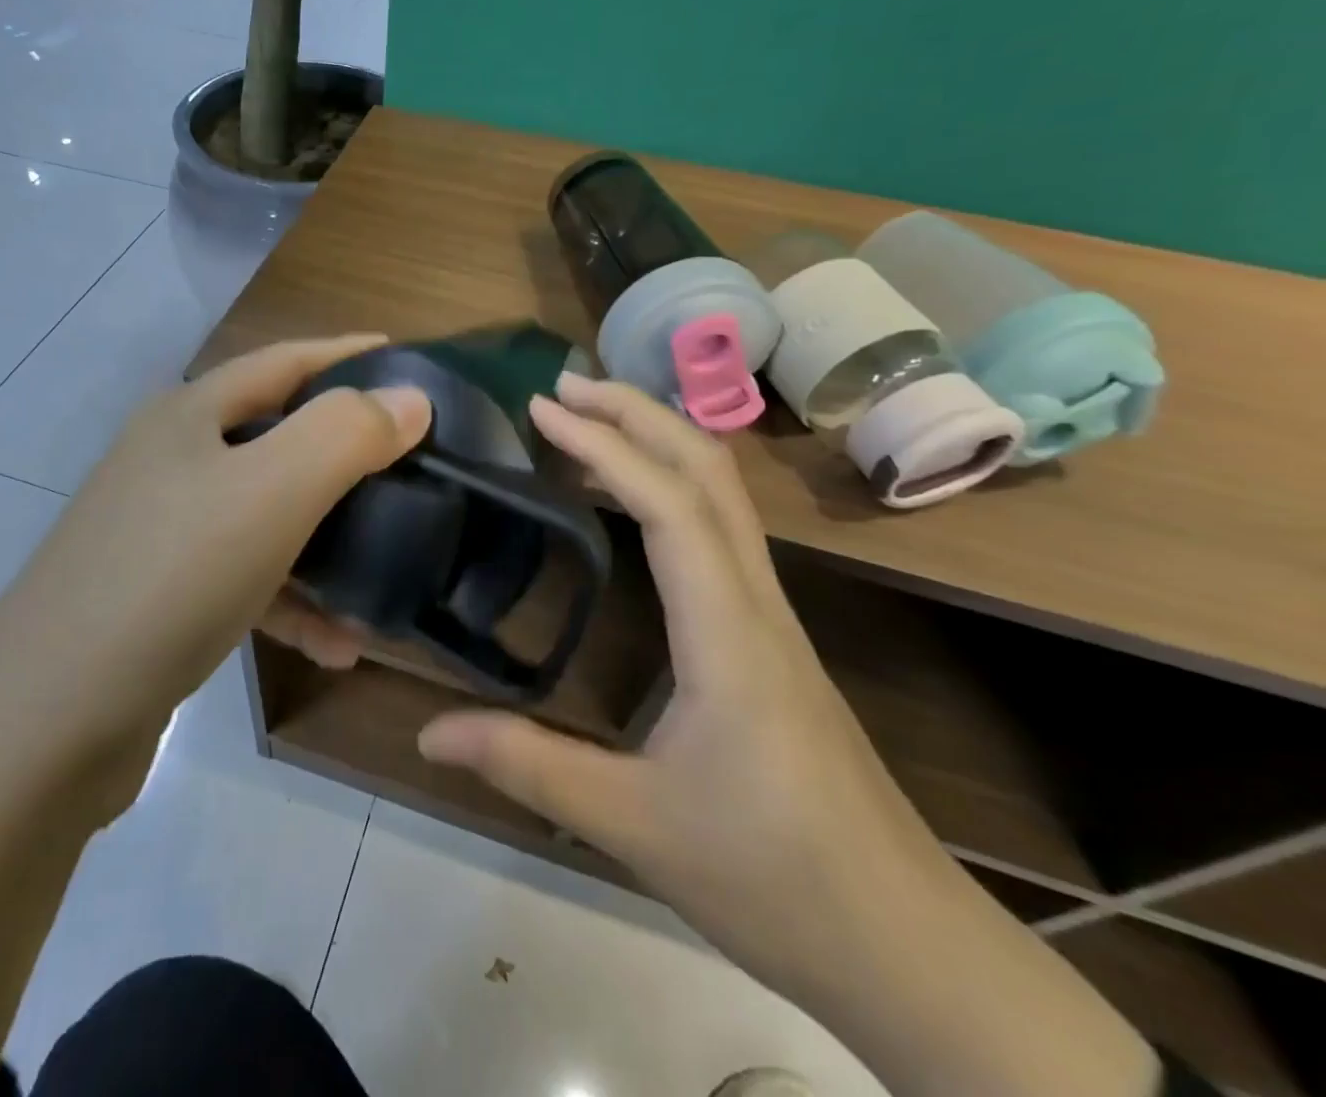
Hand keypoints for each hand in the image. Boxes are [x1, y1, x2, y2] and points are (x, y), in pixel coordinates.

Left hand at [3, 333, 431, 736]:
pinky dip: (294, 604)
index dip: (347, 354)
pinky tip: (337, 647)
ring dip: (329, 547)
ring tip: (387, 576)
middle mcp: (172, 462)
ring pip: (268, 518)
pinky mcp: (162, 597)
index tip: (409, 360)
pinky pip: (248, 583)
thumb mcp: (271, 491)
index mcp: (189, 415)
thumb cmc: (172, 577)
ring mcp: (162, 531)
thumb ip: (345, 434)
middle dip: (347, 454)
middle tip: (411, 467)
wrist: (47, 723)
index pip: (283, 362)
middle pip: (278, 438)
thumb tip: (410, 398)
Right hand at [418, 374, 940, 975]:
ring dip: (659, 439)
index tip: (542, 408)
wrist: (907, 945)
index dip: (605, 444)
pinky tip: (632, 502)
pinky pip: (721, 529)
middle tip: (562, 388)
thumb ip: (527, 766)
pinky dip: (672, 484)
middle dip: (638, 413)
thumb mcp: (633, 824)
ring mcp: (772, 614)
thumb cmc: (773, 878)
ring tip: (589, 421)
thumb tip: (427, 733)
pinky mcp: (770, 636)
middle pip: (709, 471)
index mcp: (728, 632)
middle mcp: (757, 601)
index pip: (669, 505)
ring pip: (724, 493)